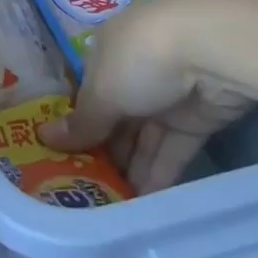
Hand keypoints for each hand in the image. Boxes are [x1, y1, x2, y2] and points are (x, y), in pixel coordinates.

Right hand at [40, 0, 254, 193]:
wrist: (213, 50)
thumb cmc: (141, 60)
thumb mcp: (102, 92)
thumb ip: (81, 122)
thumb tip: (44, 138)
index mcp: (106, 52)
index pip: (88, 93)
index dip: (80, 125)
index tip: (68, 160)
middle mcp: (135, 71)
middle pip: (117, 117)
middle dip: (105, 152)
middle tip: (90, 191)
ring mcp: (168, 94)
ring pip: (145, 137)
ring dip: (132, 168)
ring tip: (114, 207)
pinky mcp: (198, 118)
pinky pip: (173, 148)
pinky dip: (160, 172)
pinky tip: (145, 203)